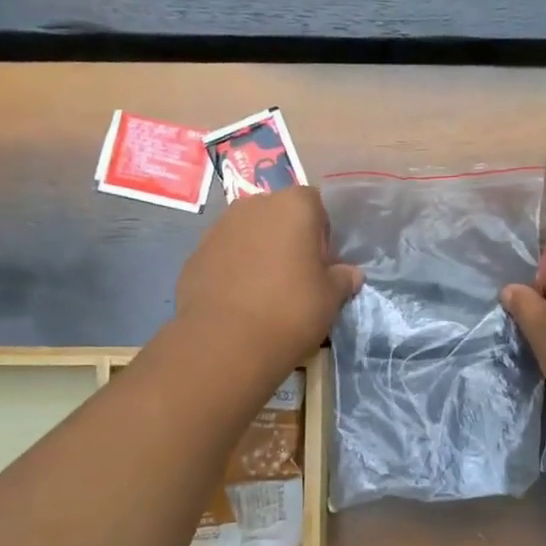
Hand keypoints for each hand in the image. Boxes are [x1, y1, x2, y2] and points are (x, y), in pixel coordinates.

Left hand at [175, 187, 360, 372]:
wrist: (225, 342)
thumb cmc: (290, 310)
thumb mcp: (330, 298)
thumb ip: (343, 278)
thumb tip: (350, 273)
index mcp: (293, 205)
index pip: (315, 203)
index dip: (322, 232)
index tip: (322, 263)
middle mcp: (253, 206)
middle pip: (279, 215)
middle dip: (289, 238)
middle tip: (297, 277)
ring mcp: (219, 228)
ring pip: (249, 233)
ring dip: (259, 252)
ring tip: (266, 292)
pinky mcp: (195, 254)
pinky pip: (225, 255)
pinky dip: (234, 270)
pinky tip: (240, 301)